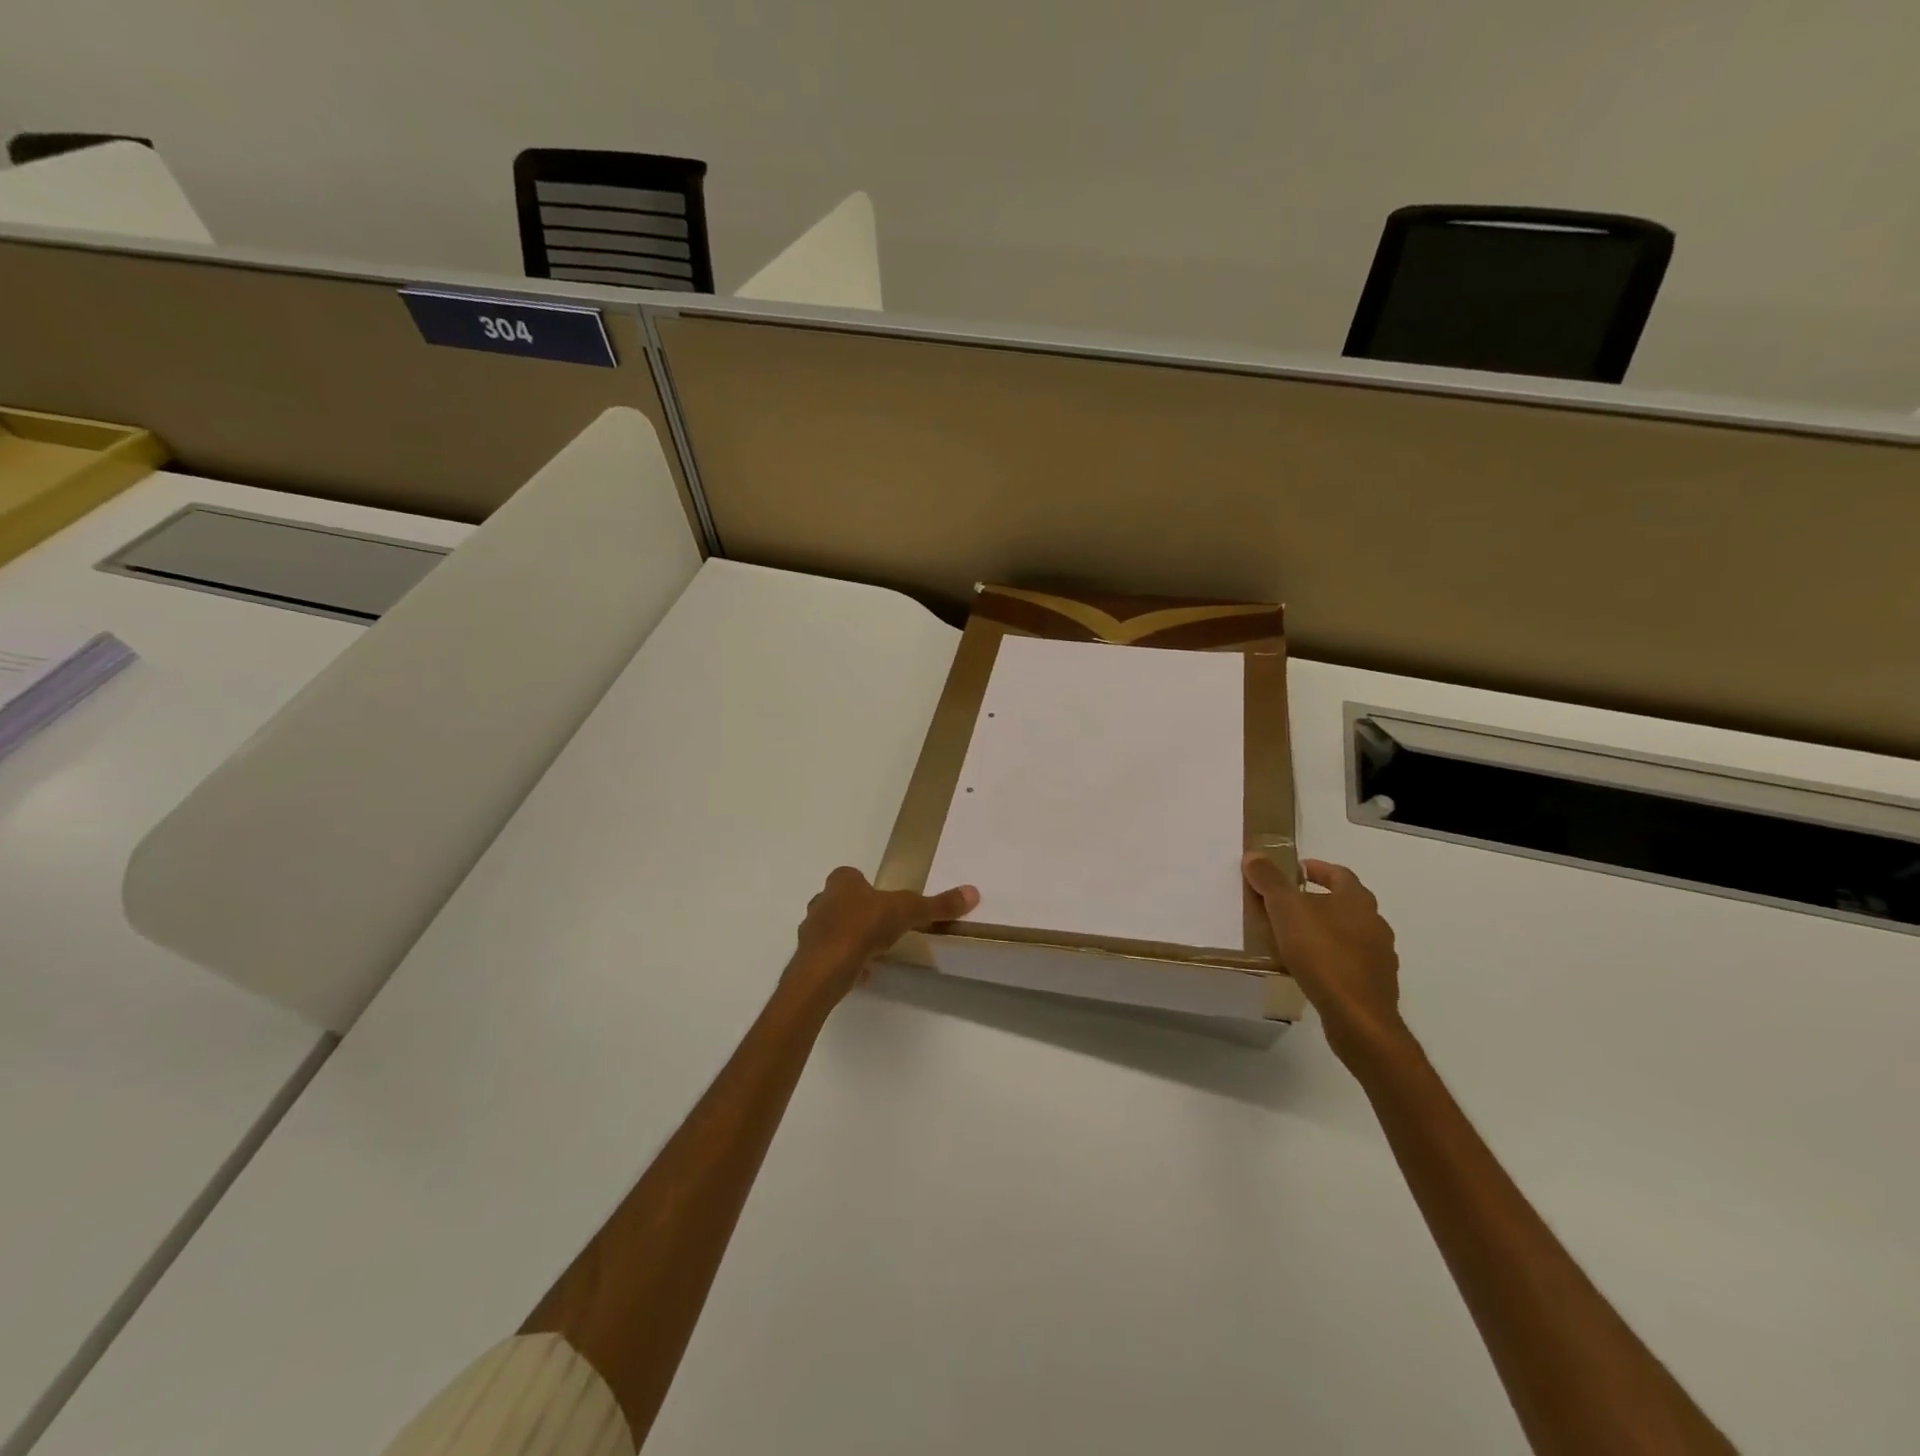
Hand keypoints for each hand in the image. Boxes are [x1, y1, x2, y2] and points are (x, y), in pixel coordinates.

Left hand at [784, 866, 979, 1007]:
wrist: (824, 968)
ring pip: (833, 929)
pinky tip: (861, 973)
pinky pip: (829, 955)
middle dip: (859, 912)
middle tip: (882, 927)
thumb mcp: (907, 911)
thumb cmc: (863, 927)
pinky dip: (843, 961)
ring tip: (873, 952)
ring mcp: (811, 930)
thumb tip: (972, 892)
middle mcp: (821, 900)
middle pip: (841, 902)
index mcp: (841, 881)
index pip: (852, 876)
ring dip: (850, 938)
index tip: (885, 902)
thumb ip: (937, 904)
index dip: (867, 887)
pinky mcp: (808, 957)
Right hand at [1243, 855, 1405, 1065]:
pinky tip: (1310, 969)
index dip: (1316, 869)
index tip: (1294, 871)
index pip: (1338, 873)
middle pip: (1344, 903)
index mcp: (1357, 900)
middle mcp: (1375, 923)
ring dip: (1324, 931)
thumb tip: (1255, 855)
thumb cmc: (1322, 953)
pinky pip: (1349, 962)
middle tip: (1286, 905)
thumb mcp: (1286, 910)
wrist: (1358, 1017)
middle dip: (1317, 901)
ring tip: (1293, 939)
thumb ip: (1269, 881)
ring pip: (1348, 934)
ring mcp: (1380, 956)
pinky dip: (1331, 959)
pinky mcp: (1376, 985)